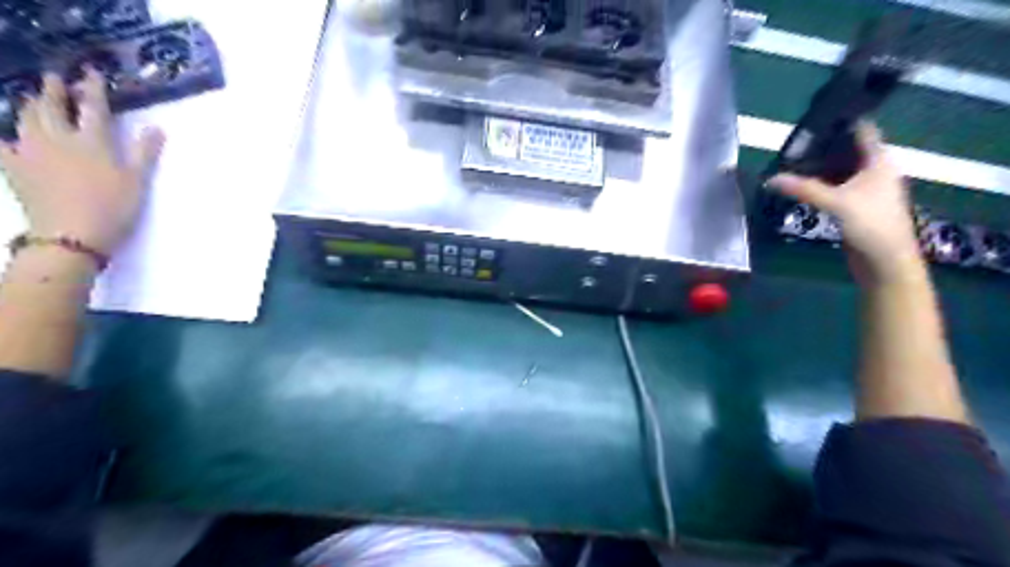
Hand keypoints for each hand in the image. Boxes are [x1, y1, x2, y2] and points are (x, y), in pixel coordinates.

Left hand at [1, 68, 162, 257]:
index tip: (91, 72)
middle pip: (53, 107)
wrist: (71, 235)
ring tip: (32, 98)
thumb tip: (156, 128)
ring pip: (26, 119)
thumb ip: (144, 153)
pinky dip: (5, 135)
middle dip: (54, 90)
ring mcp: (30, 151)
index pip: (93, 108)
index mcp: (92, 142)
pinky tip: (7, 134)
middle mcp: (58, 139)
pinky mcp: (14, 167)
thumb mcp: (137, 182)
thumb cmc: (113, 208)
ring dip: (31, 105)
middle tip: (53, 77)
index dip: (92, 88)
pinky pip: (3, 143)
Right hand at [770, 122, 926, 285]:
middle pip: (848, 151)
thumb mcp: (836, 203)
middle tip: (793, 144)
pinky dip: (820, 185)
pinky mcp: (856, 206)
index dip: (842, 122)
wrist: (885, 262)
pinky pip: (836, 188)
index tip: (815, 118)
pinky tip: (801, 186)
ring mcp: (866, 190)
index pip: (863, 131)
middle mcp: (875, 171)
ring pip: (840, 171)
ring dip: (819, 168)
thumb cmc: (871, 224)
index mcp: (880, 162)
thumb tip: (770, 178)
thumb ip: (804, 189)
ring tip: (791, 162)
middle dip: (823, 147)